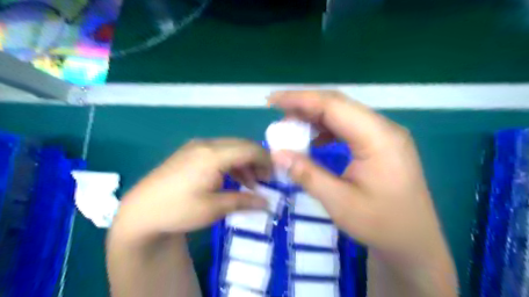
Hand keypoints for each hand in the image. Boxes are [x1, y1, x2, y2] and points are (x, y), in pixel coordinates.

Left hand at [115, 138, 271, 241]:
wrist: (140, 211)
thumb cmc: (178, 210)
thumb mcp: (214, 208)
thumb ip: (244, 201)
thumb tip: (267, 203)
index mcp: (213, 155)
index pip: (249, 149)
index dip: (266, 160)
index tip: (274, 176)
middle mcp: (206, 144)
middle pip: (242, 145)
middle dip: (257, 161)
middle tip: (265, 181)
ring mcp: (196, 146)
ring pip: (231, 148)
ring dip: (244, 163)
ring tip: (251, 183)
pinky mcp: (190, 152)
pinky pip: (219, 152)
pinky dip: (231, 163)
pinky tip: (233, 179)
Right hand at [269, 91, 454, 268]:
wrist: (414, 241)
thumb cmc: (381, 224)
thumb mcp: (339, 202)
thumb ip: (307, 174)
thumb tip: (277, 153)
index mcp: (378, 138)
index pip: (333, 106)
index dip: (299, 100)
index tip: (272, 101)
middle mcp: (383, 128)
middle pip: (338, 105)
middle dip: (304, 105)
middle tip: (277, 112)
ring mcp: (383, 135)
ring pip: (342, 114)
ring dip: (314, 117)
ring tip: (290, 127)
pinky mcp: (379, 144)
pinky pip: (348, 128)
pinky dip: (326, 130)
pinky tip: (313, 141)